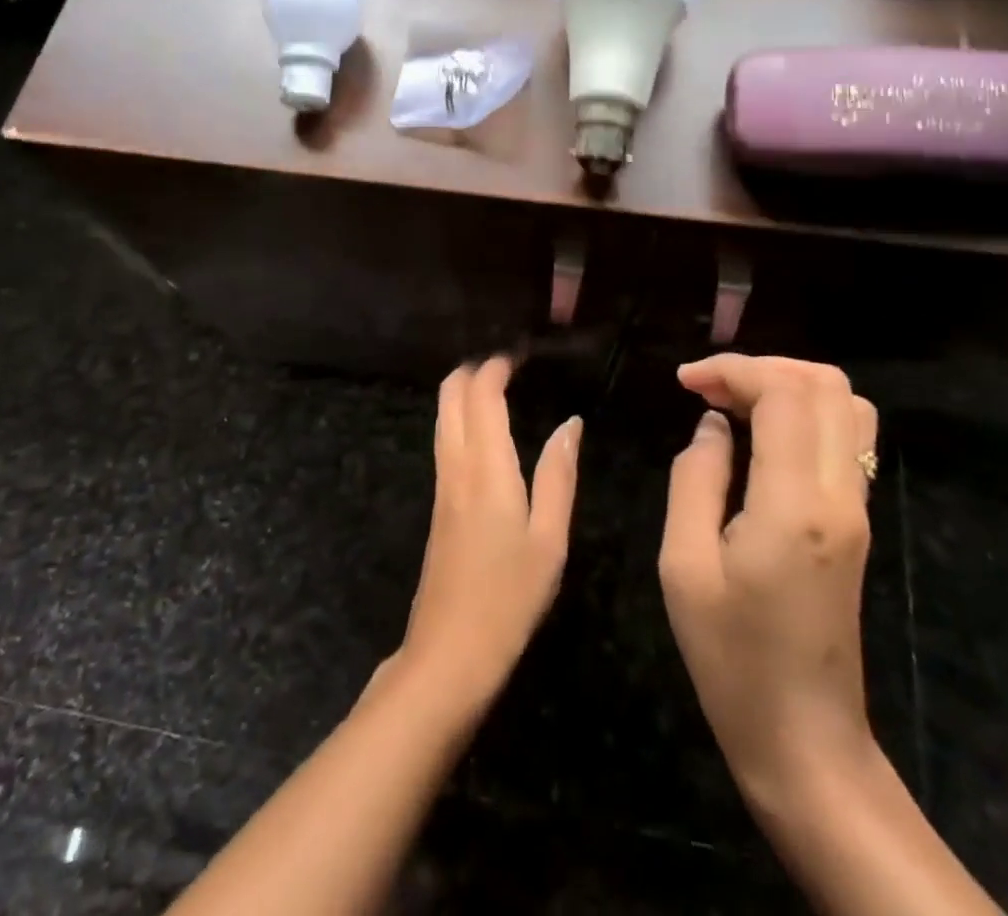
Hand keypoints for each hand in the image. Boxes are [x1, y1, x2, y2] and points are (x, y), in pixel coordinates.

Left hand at [395, 358, 580, 714]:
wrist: (448, 653)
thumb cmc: (509, 596)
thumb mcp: (550, 538)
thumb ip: (559, 475)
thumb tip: (570, 424)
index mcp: (486, 467)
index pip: (481, 394)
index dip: (497, 366)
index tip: (520, 353)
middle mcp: (456, 465)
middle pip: (450, 396)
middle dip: (473, 370)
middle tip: (507, 363)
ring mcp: (441, 485)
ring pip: (442, 417)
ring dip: (463, 392)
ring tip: (497, 385)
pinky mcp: (437, 505)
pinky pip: (444, 441)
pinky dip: (460, 417)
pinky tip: (482, 429)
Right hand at [658, 354, 879, 811]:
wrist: (804, 739)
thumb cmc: (730, 657)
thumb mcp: (683, 565)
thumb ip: (695, 478)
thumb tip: (714, 425)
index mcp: (794, 504)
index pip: (785, 393)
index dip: (734, 369)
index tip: (686, 383)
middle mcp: (840, 494)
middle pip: (828, 385)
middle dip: (764, 368)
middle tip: (710, 389)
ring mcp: (858, 508)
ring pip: (848, 406)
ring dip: (791, 386)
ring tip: (736, 403)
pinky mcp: (858, 522)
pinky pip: (848, 438)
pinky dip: (807, 413)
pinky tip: (762, 434)